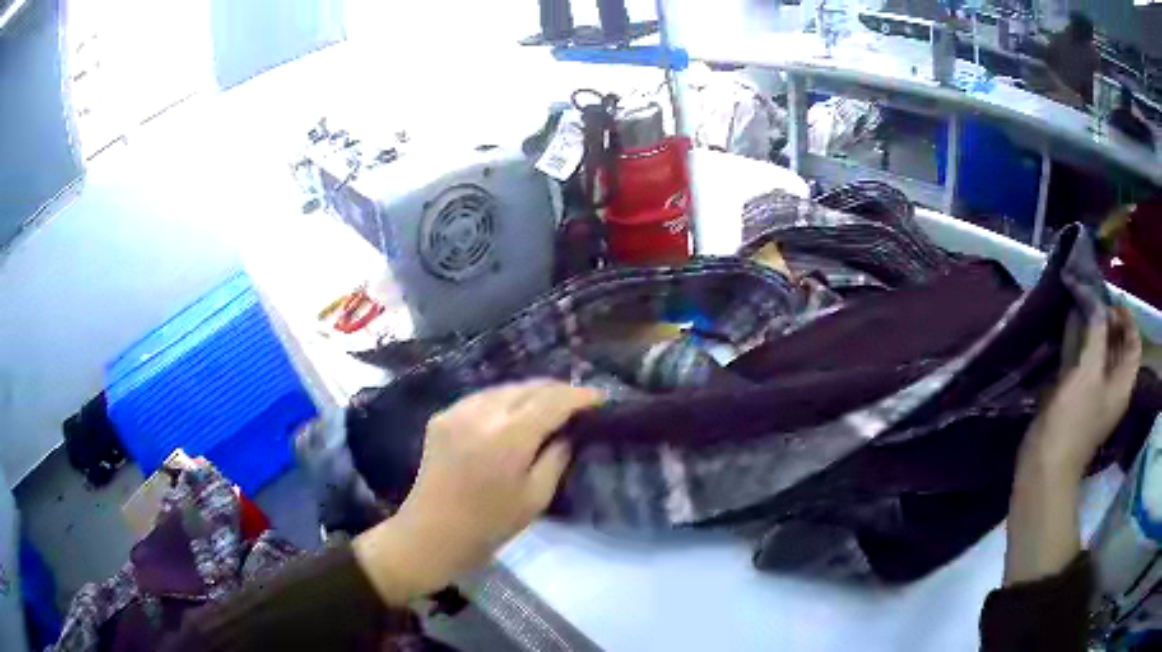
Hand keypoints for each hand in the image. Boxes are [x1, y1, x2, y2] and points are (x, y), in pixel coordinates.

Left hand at [354, 381, 602, 603]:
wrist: (431, 534)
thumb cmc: (489, 525)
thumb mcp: (535, 497)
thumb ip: (557, 457)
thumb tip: (569, 431)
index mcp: (508, 436)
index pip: (553, 401)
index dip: (580, 396)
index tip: (600, 398)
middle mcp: (482, 413)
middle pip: (529, 387)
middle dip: (557, 390)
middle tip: (579, 402)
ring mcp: (458, 410)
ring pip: (505, 388)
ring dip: (531, 393)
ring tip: (550, 405)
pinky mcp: (443, 416)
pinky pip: (483, 398)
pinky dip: (504, 401)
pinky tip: (514, 414)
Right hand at [1021, 305, 1141, 480]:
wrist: (1045, 464)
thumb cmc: (1074, 420)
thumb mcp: (1089, 372)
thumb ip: (1096, 332)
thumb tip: (1095, 301)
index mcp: (1122, 383)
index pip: (1134, 343)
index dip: (1127, 319)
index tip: (1110, 301)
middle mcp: (1112, 386)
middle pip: (1118, 345)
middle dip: (1108, 319)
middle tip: (1092, 300)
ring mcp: (1093, 392)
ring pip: (1099, 352)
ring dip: (1092, 328)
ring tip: (1080, 305)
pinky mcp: (1076, 396)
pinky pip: (1083, 361)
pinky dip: (1079, 343)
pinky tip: (1068, 327)